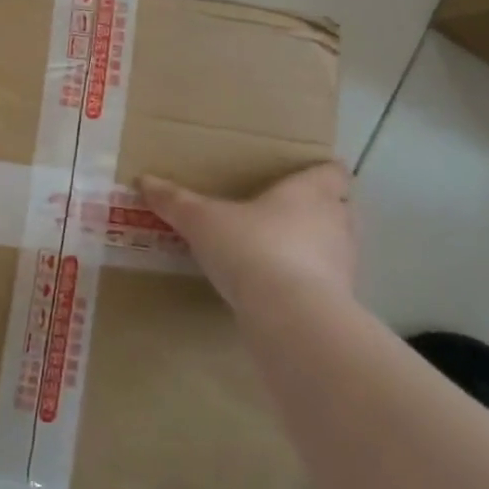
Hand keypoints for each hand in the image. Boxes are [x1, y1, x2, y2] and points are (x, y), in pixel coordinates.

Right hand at [137, 162, 355, 310]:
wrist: (290, 317)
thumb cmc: (252, 248)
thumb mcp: (203, 221)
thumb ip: (176, 201)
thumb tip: (144, 180)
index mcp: (310, 192)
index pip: (335, 172)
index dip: (322, 171)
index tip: (303, 174)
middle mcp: (336, 223)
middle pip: (341, 208)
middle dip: (320, 210)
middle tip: (285, 212)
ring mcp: (344, 266)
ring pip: (337, 247)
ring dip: (316, 248)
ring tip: (280, 251)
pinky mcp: (341, 303)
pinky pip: (328, 284)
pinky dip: (310, 283)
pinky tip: (281, 289)